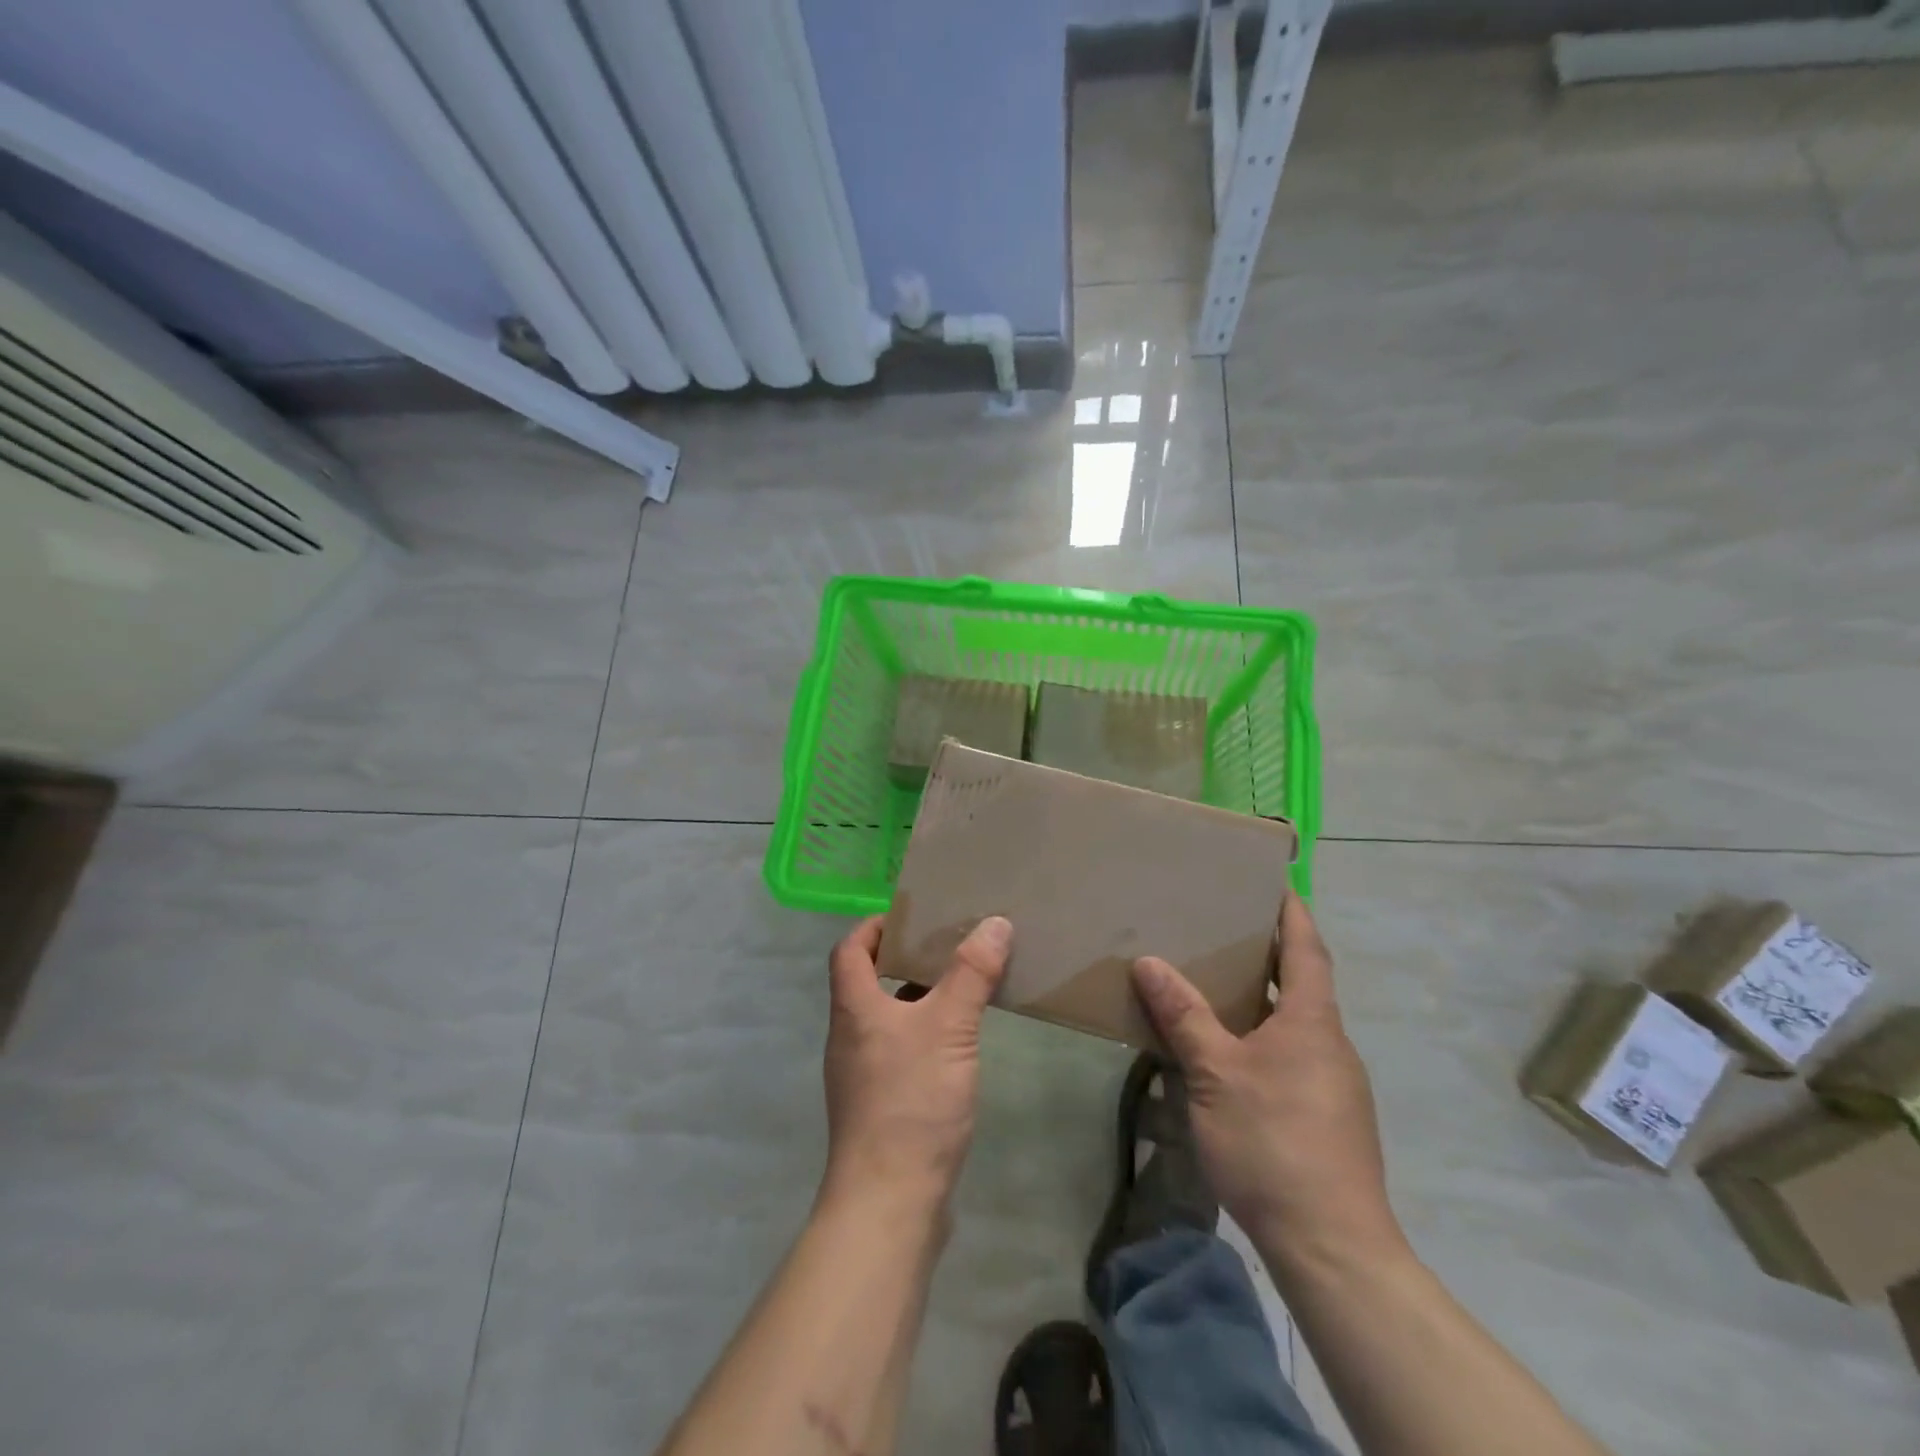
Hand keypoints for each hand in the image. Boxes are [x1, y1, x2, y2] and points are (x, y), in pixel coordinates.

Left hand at [820, 914, 1012, 1214]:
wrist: (889, 1204)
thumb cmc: (911, 1102)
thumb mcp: (948, 1027)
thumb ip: (971, 973)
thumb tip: (994, 923)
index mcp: (853, 1009)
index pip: (849, 949)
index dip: (874, 925)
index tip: (912, 916)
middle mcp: (849, 1037)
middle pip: (868, 982)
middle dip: (905, 959)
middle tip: (950, 945)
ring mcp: (861, 1076)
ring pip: (888, 1019)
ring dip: (919, 999)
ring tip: (962, 987)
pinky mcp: (880, 1107)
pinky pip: (900, 1052)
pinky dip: (925, 1036)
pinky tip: (959, 1046)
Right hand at [1130, 896, 1405, 1276]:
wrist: (1331, 1246)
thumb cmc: (1273, 1142)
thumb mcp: (1215, 1073)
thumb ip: (1184, 1015)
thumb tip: (1149, 961)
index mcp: (1311, 1021)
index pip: (1307, 949)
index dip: (1293, 912)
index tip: (1276, 881)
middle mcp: (1330, 1043)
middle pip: (1302, 983)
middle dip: (1268, 952)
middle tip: (1224, 927)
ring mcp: (1333, 1083)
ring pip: (1294, 1023)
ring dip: (1261, 998)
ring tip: (1215, 984)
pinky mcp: (1326, 1117)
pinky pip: (1292, 1055)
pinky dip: (1262, 1036)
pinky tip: (1228, 1054)